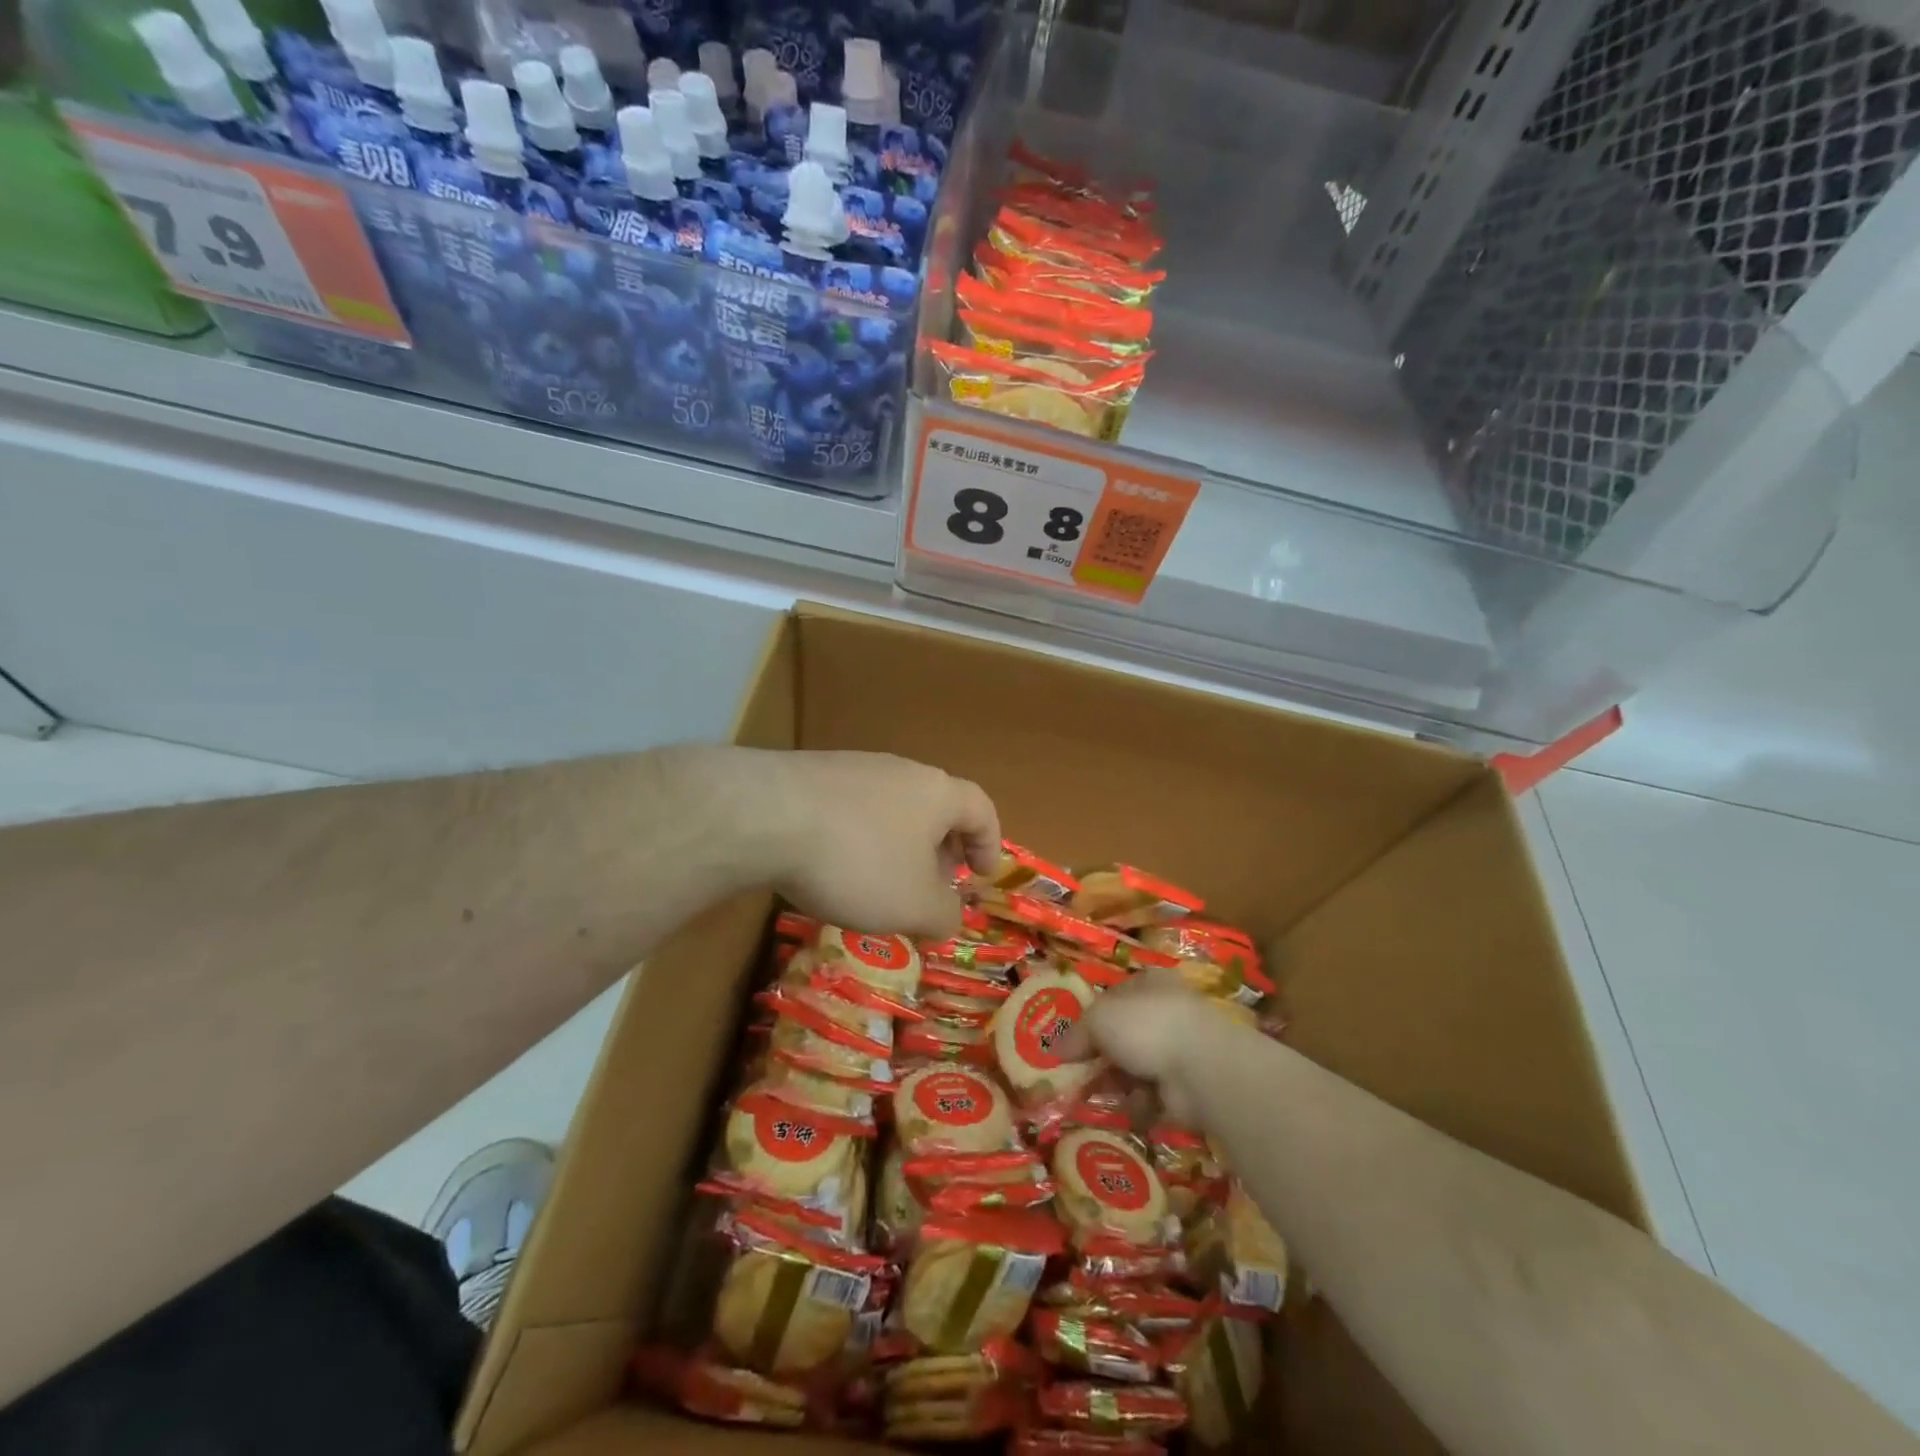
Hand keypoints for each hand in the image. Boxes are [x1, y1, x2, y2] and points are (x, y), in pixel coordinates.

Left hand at [747, 749, 1000, 937]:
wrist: (766, 816)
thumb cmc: (859, 861)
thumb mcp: (914, 905)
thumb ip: (944, 915)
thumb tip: (949, 917)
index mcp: (937, 793)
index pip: (981, 809)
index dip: (990, 843)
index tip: (982, 875)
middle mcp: (901, 770)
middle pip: (936, 807)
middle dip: (941, 849)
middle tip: (934, 885)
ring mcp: (854, 767)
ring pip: (892, 808)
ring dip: (898, 845)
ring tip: (881, 883)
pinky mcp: (812, 774)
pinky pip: (851, 809)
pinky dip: (858, 839)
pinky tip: (834, 867)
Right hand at [1057, 969, 1215, 1125]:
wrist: (1200, 1067)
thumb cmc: (1146, 1026)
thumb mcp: (1098, 1019)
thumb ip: (1076, 1033)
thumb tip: (1056, 1050)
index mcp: (1148, 984)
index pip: (1113, 998)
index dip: (1090, 1019)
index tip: (1070, 1043)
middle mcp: (1165, 1011)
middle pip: (1123, 1036)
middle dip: (1102, 1057)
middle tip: (1078, 1075)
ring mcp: (1179, 1049)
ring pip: (1136, 1067)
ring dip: (1119, 1083)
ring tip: (1103, 1094)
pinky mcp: (1187, 1086)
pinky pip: (1153, 1095)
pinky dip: (1140, 1104)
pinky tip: (1134, 1107)